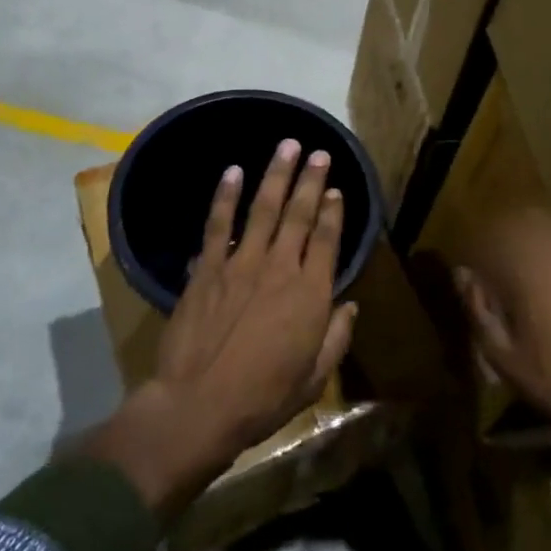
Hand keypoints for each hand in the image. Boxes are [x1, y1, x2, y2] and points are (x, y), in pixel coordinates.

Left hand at [84, 138, 356, 522]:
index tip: (337, 190)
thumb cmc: (263, 398)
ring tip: (288, 146)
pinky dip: (226, 195)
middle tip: (319, 152)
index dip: (334, 212)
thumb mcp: (313, 379)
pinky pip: (218, 223)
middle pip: (300, 214)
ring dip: (277, 174)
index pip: (327, 240)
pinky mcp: (209, 267)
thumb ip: (336, 338)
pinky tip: (233, 170)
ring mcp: (242, 262)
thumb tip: (350, 306)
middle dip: (312, 180)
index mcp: (310, 293)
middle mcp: (280, 267)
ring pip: (264, 208)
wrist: (200, 405)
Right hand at [453, 205, 550, 453]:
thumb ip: (477, 308)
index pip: (493, 237)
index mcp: (526, 270)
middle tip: (495, 255)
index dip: (479, 246)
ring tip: (521, 252)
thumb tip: (461, 272)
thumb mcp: (499, 352)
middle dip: (506, 230)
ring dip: (533, 231)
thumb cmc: (550, 377)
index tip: (472, 265)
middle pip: (525, 220)